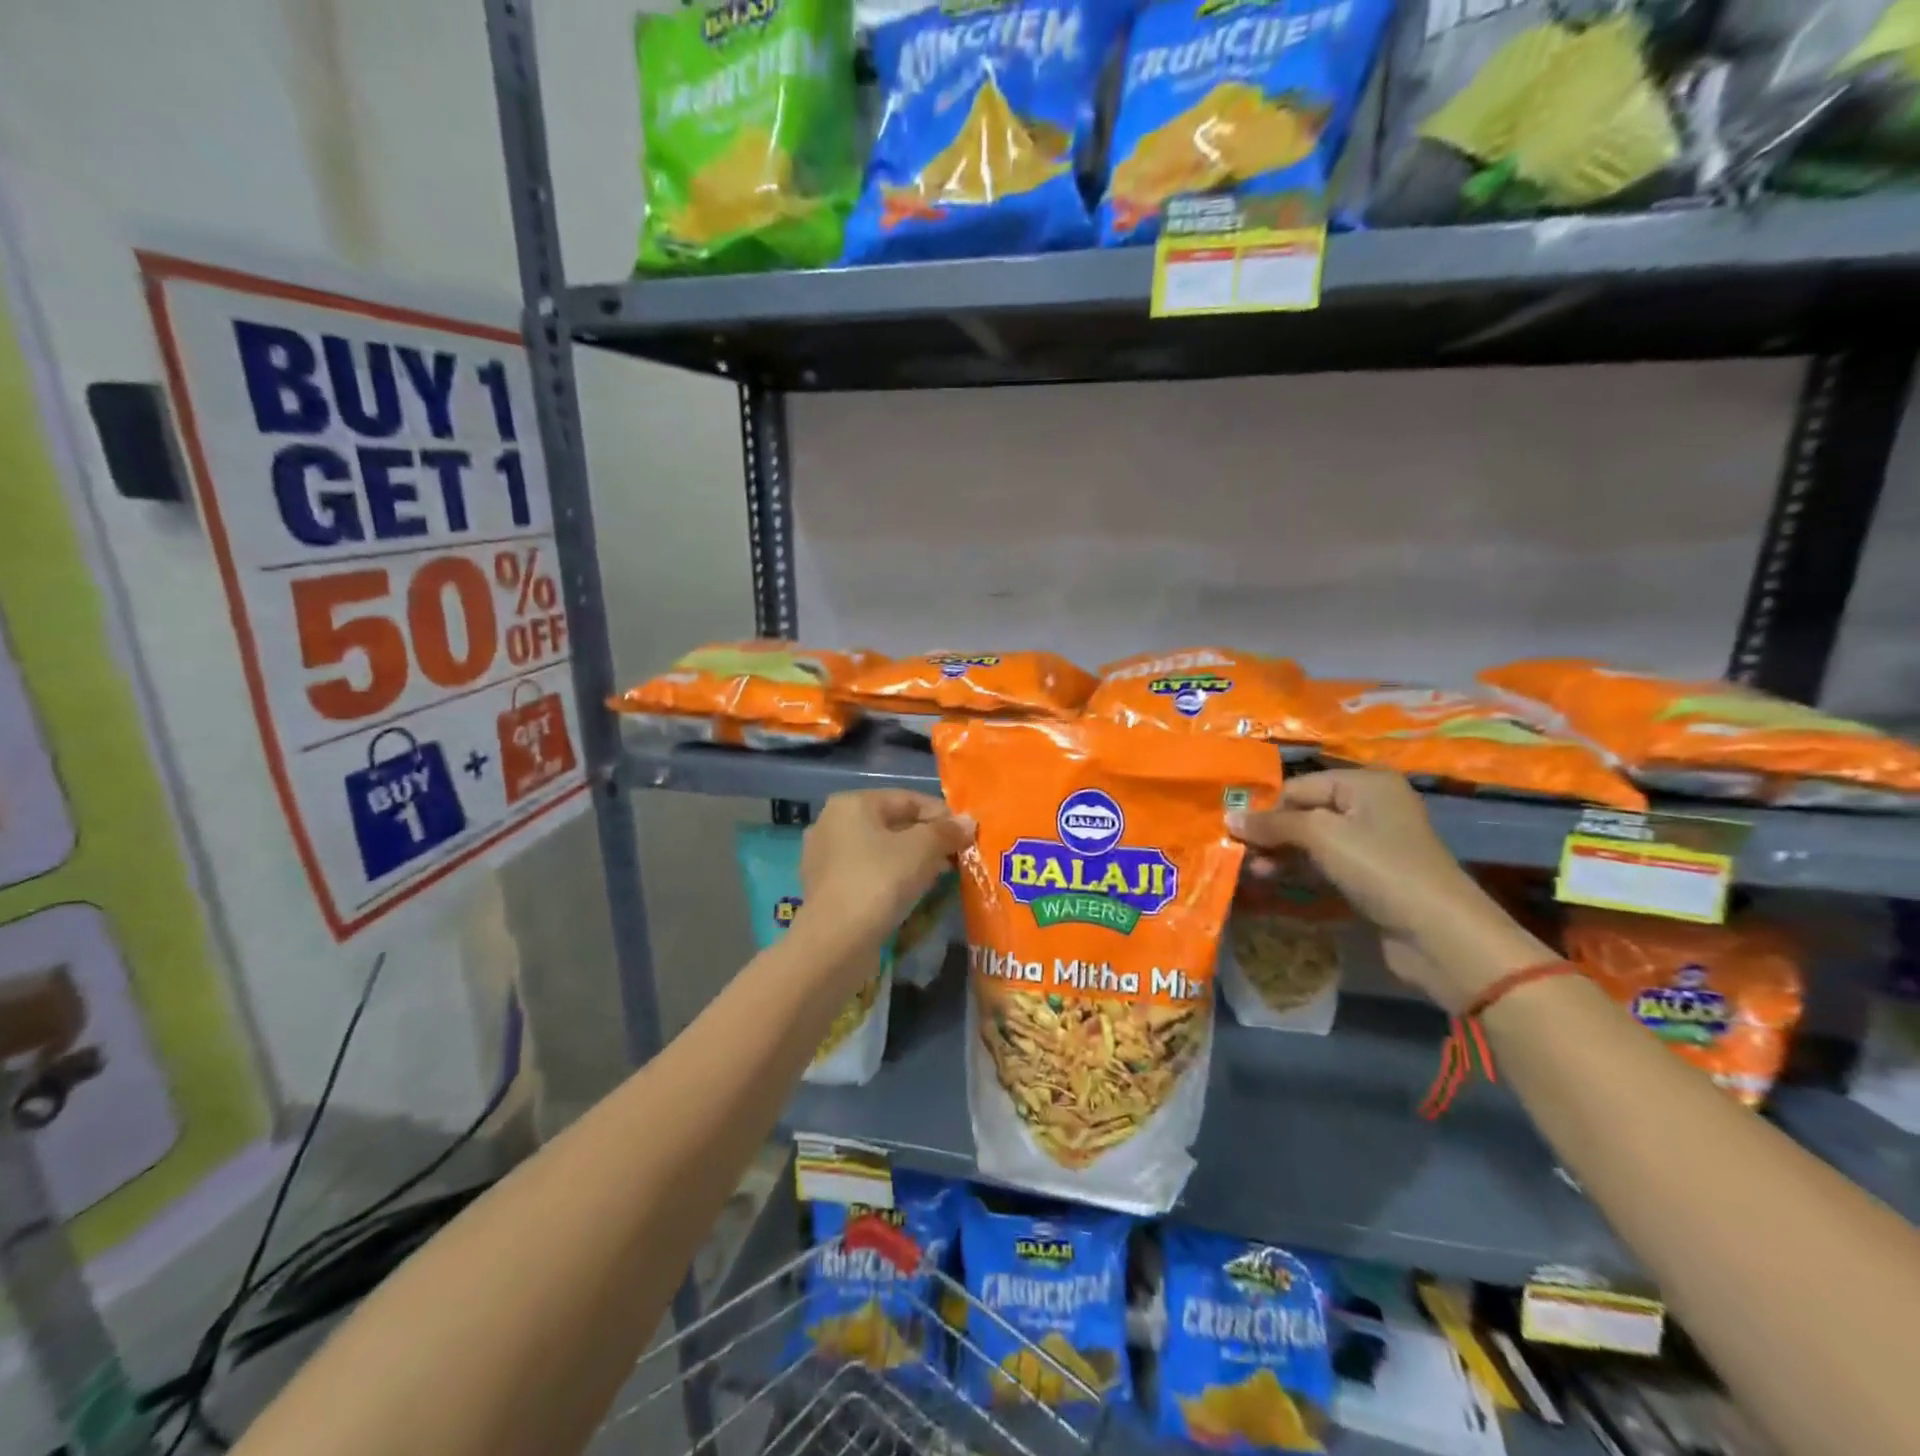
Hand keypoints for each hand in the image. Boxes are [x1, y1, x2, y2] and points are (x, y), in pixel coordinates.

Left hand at [797, 790, 973, 954]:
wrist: (836, 942)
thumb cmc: (879, 881)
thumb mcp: (922, 849)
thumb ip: (947, 831)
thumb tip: (968, 822)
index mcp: (852, 803)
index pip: (908, 799)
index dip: (942, 815)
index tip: (967, 835)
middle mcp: (832, 823)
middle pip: (893, 823)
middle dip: (928, 839)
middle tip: (957, 857)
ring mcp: (825, 857)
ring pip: (880, 850)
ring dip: (912, 860)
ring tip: (940, 876)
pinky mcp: (826, 888)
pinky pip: (867, 873)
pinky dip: (891, 877)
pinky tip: (911, 893)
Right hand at [1228, 770, 1545, 1010]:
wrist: (1439, 934)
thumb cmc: (1380, 868)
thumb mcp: (1321, 836)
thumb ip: (1273, 824)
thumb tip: (1228, 817)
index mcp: (1365, 783)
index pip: (1298, 786)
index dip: (1265, 808)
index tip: (1231, 832)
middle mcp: (1369, 805)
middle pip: (1304, 811)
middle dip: (1271, 832)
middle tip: (1239, 854)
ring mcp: (1371, 842)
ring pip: (1311, 840)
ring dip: (1280, 853)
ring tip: (1254, 872)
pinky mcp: (1370, 875)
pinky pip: (1324, 863)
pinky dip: (1299, 869)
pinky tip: (1274, 880)